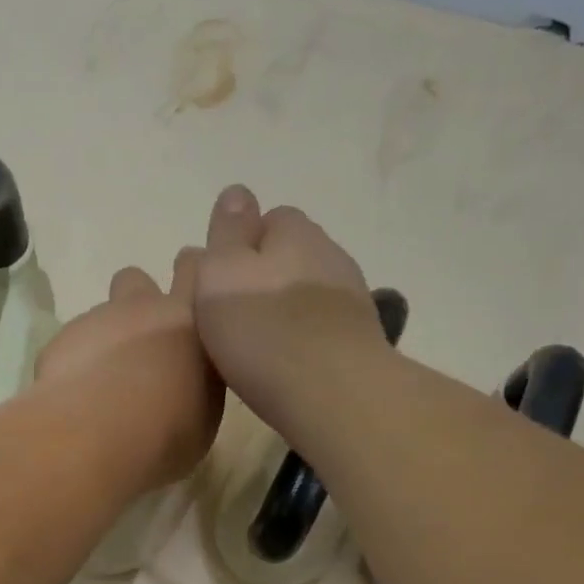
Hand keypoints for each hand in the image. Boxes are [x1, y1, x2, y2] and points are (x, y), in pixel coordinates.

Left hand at [35, 250, 223, 487]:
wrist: (98, 434)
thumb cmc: (168, 430)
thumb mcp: (204, 414)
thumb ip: (197, 382)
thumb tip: (186, 383)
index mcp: (190, 319)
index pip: (194, 270)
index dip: (189, 275)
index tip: (189, 296)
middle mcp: (143, 308)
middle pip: (136, 281)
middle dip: (136, 302)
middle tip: (139, 342)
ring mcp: (97, 321)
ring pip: (101, 317)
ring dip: (104, 340)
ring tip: (103, 384)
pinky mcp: (61, 341)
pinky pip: (71, 346)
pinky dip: (75, 365)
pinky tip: (77, 398)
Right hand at [192, 186, 385, 428]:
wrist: (331, 391)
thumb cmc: (262, 329)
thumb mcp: (221, 273)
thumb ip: (227, 232)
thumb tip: (237, 192)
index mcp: (295, 232)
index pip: (271, 219)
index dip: (245, 244)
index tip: (222, 279)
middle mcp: (330, 255)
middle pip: (294, 256)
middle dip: (269, 276)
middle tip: (237, 314)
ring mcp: (352, 299)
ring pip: (311, 293)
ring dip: (289, 309)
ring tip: (261, 344)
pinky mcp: (362, 341)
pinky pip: (325, 328)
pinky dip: (307, 338)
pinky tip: (289, 364)